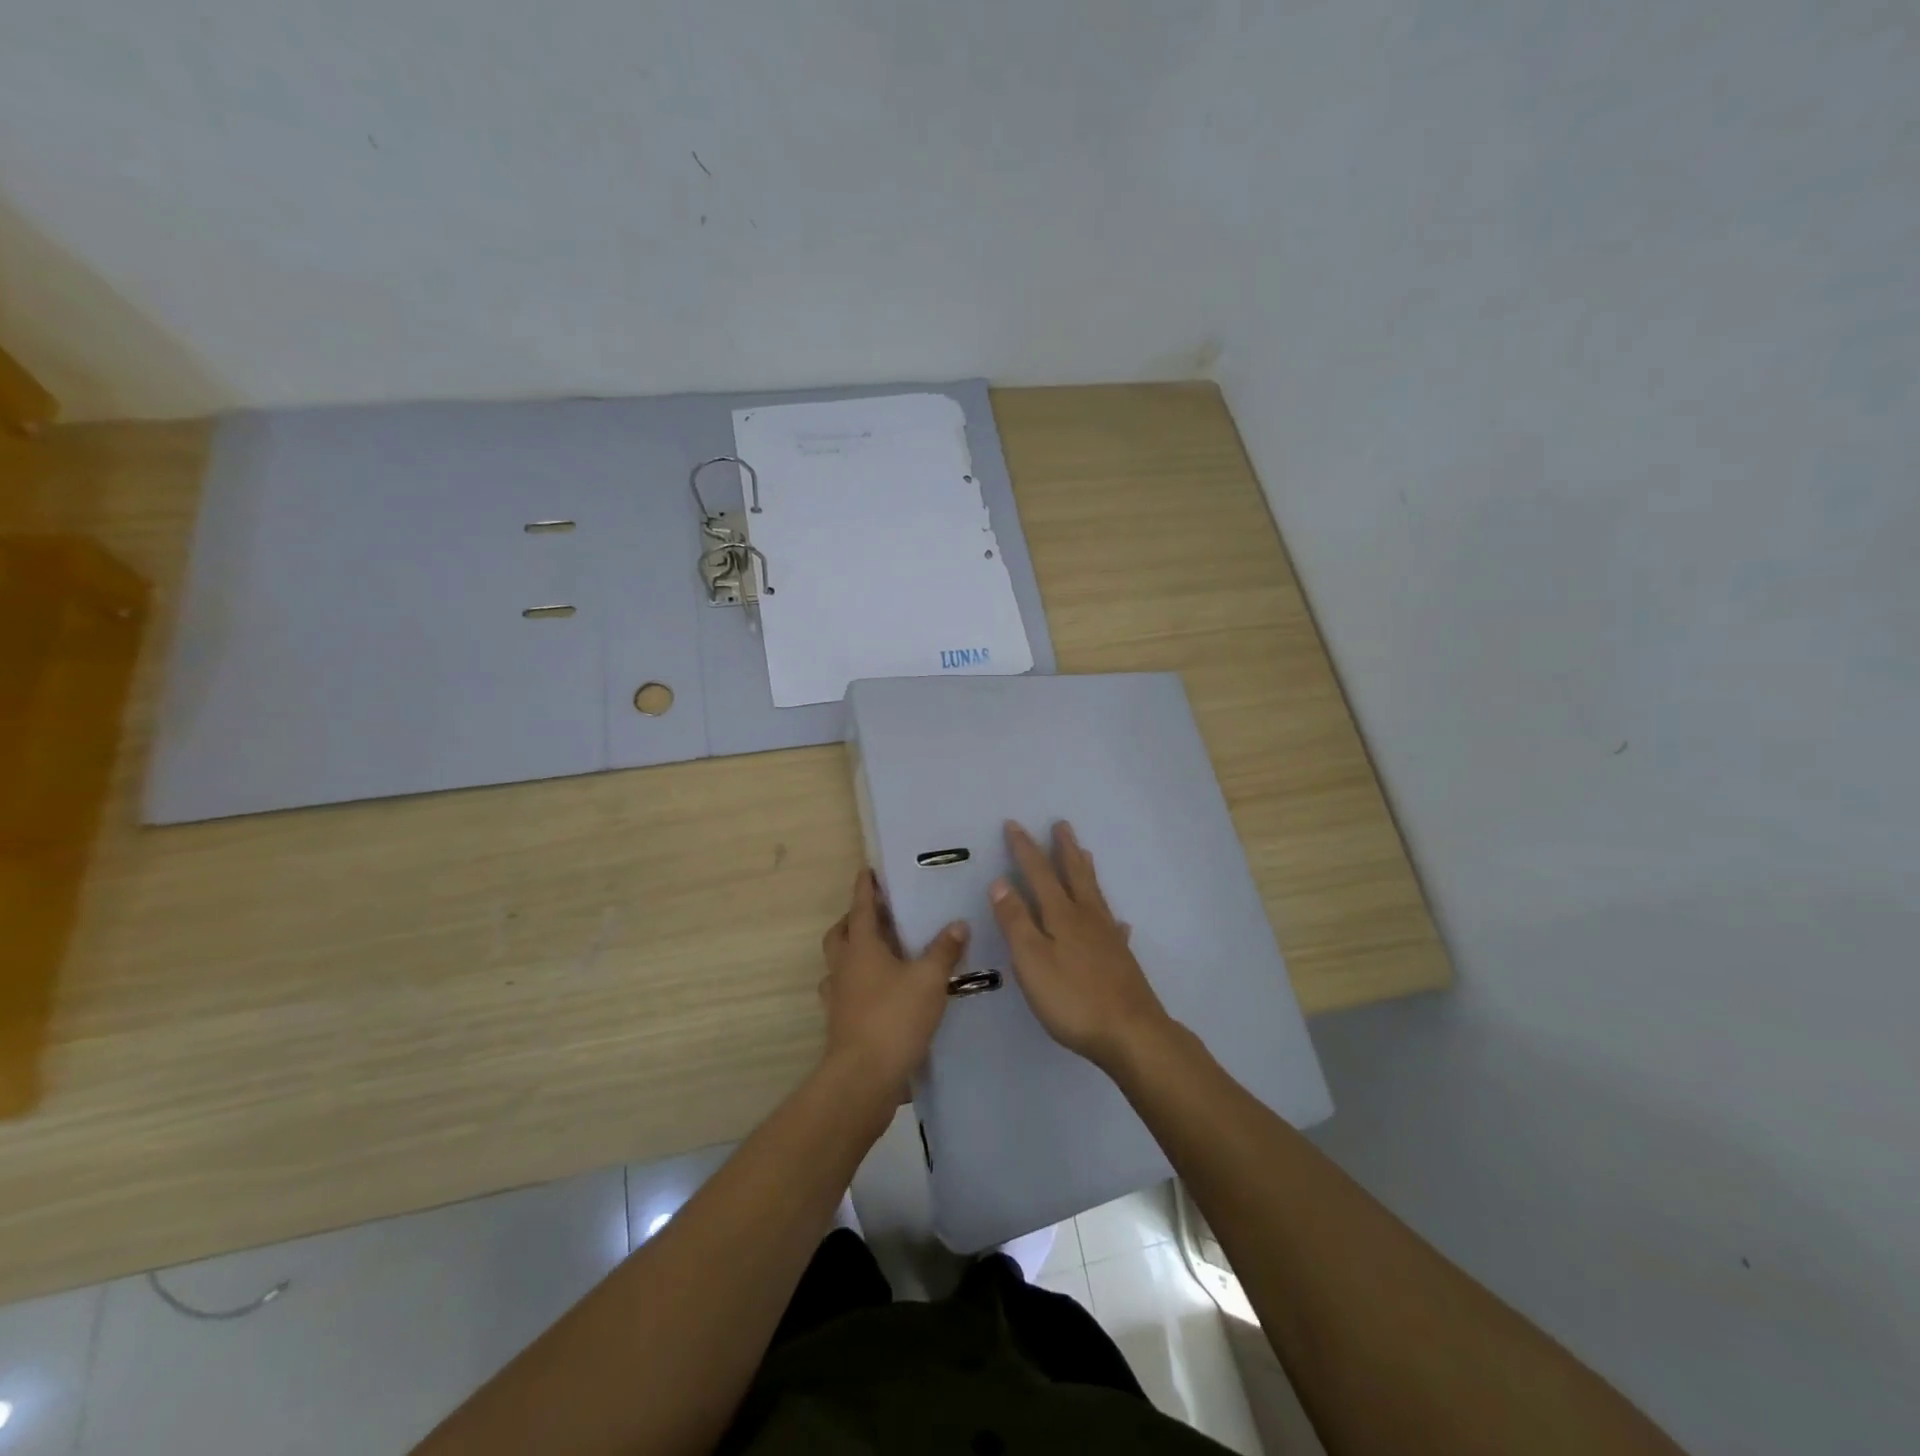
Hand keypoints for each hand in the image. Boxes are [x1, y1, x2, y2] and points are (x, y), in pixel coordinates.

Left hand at [819, 870, 968, 1098]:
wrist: (863, 1079)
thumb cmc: (894, 1018)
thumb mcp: (929, 980)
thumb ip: (944, 950)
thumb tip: (958, 923)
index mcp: (861, 948)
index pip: (861, 908)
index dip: (865, 888)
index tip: (867, 870)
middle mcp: (844, 967)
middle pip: (841, 934)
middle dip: (854, 919)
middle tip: (877, 913)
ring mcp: (838, 997)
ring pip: (840, 964)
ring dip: (854, 952)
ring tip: (881, 952)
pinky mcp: (841, 1023)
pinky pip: (846, 992)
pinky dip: (859, 984)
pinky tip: (881, 992)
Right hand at [990, 820, 1171, 1069]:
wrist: (1131, 1033)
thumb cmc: (1072, 998)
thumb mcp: (1031, 960)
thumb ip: (1015, 920)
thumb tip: (1001, 881)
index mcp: (1061, 916)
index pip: (1039, 873)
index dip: (1025, 848)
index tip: (1014, 824)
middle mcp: (1087, 918)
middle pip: (1074, 875)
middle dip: (1064, 849)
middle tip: (1061, 824)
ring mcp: (1108, 938)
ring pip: (1095, 895)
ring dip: (1086, 872)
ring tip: (1086, 854)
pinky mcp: (1122, 960)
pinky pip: (1115, 928)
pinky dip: (1112, 919)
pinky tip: (1120, 922)